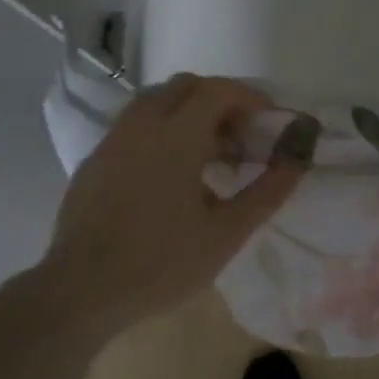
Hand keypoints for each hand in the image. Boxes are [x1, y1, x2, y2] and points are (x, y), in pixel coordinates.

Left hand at [35, 74, 311, 346]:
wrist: (81, 291)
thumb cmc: (161, 262)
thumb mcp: (226, 233)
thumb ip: (266, 193)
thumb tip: (297, 161)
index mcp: (176, 136)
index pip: (217, 91)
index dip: (248, 97)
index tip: (268, 119)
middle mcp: (142, 125)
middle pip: (185, 86)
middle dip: (218, 100)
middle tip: (240, 135)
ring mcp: (113, 140)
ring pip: (155, 102)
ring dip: (187, 112)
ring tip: (207, 153)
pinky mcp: (95, 160)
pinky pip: (134, 126)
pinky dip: (160, 131)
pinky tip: (168, 174)